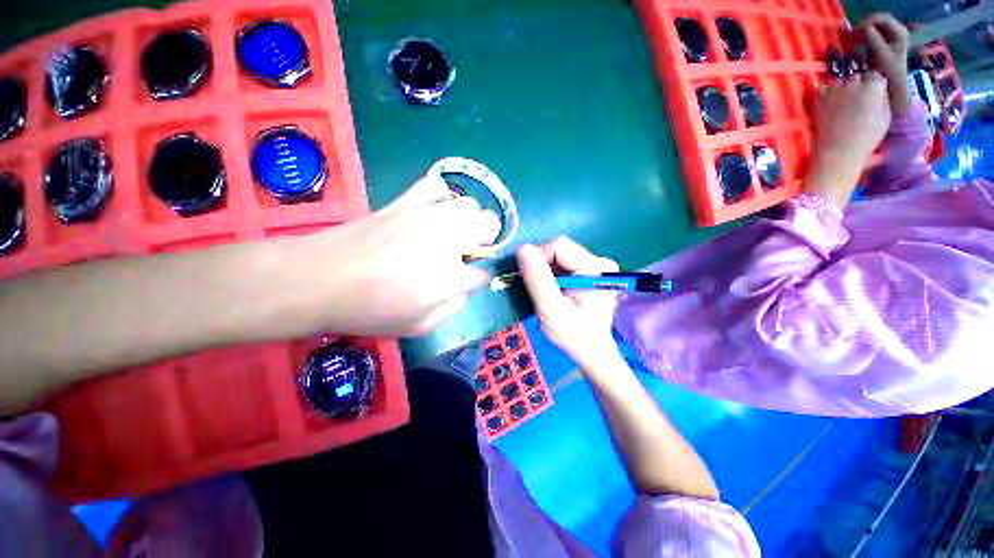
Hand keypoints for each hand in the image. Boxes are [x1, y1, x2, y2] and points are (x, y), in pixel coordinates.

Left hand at [296, 174, 500, 336]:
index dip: (479, 278)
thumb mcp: (419, 327)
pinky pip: (434, 184)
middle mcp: (446, 242)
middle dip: (488, 237)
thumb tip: (464, 290)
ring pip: (469, 204)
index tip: (470, 280)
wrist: (320, 279)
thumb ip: (452, 309)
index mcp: (450, 278)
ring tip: (455, 230)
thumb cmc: (369, 311)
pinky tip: (434, 209)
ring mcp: (426, 217)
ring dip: (469, 219)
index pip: (483, 273)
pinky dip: (442, 195)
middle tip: (471, 248)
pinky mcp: (405, 202)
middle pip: (488, 224)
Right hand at [517, 237, 620, 367]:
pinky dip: (551, 273)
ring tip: (545, 292)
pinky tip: (552, 289)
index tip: (529, 280)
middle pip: (559, 249)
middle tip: (537, 289)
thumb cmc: (573, 335)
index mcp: (596, 268)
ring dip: (545, 270)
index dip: (538, 258)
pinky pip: (563, 262)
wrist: (591, 350)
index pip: (558, 246)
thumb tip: (522, 248)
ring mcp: (596, 264)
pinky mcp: (590, 270)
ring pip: (559, 255)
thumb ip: (537, 280)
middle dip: (541, 265)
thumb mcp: (550, 310)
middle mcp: (599, 260)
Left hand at [805, 73, 890, 208]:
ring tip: (840, 116)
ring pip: (840, 84)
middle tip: (854, 110)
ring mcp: (834, 89)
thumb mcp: (885, 121)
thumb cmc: (865, 144)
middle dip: (857, 91)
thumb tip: (879, 94)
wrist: (836, 157)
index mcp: (876, 87)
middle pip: (857, 79)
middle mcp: (854, 82)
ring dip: (841, 95)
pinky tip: (827, 116)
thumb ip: (883, 102)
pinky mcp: (817, 99)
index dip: (873, 90)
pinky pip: (822, 92)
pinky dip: (825, 100)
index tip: (870, 102)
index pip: (876, 77)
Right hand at [857, 13, 911, 115]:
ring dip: (860, 33)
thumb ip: (875, 41)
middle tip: (852, 37)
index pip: (883, 18)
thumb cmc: (890, 76)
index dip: (869, 21)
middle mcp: (895, 34)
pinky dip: (860, 39)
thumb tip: (864, 28)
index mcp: (899, 33)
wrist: (893, 91)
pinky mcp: (879, 46)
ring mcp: (887, 40)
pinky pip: (868, 36)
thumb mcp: (883, 57)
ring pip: (871, 28)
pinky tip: (854, 46)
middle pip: (877, 21)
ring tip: (851, 42)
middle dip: (863, 27)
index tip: (856, 32)